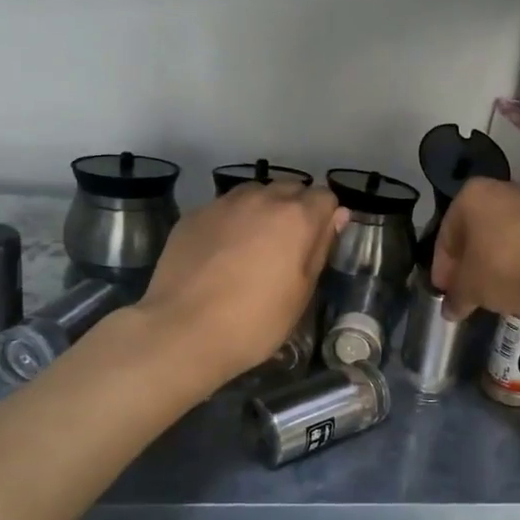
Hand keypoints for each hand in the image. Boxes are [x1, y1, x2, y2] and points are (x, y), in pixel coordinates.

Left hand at [136, 183, 345, 387]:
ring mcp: (223, 204)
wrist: (183, 330)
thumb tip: (336, 215)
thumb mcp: (301, 292)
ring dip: (262, 210)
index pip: (325, 197)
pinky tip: (220, 253)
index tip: (317, 243)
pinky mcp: (194, 215)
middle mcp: (261, 199)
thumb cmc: (255, 321)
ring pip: (254, 193)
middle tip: (286, 246)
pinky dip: (230, 222)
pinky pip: (223, 209)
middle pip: (289, 188)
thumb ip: (320, 247)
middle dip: (294, 209)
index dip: (325, 218)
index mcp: (296, 217)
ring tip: (253, 245)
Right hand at [431, 178, 519, 319]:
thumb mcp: (470, 288)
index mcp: (469, 197)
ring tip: (493, 294)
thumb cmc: (504, 266)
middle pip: (475, 234)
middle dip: (469, 264)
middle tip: (466, 294)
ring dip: (495, 265)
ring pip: (502, 239)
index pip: (445, 236)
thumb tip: (449, 310)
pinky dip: (519, 265)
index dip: (442, 268)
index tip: (444, 293)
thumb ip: (456, 298)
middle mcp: (499, 192)